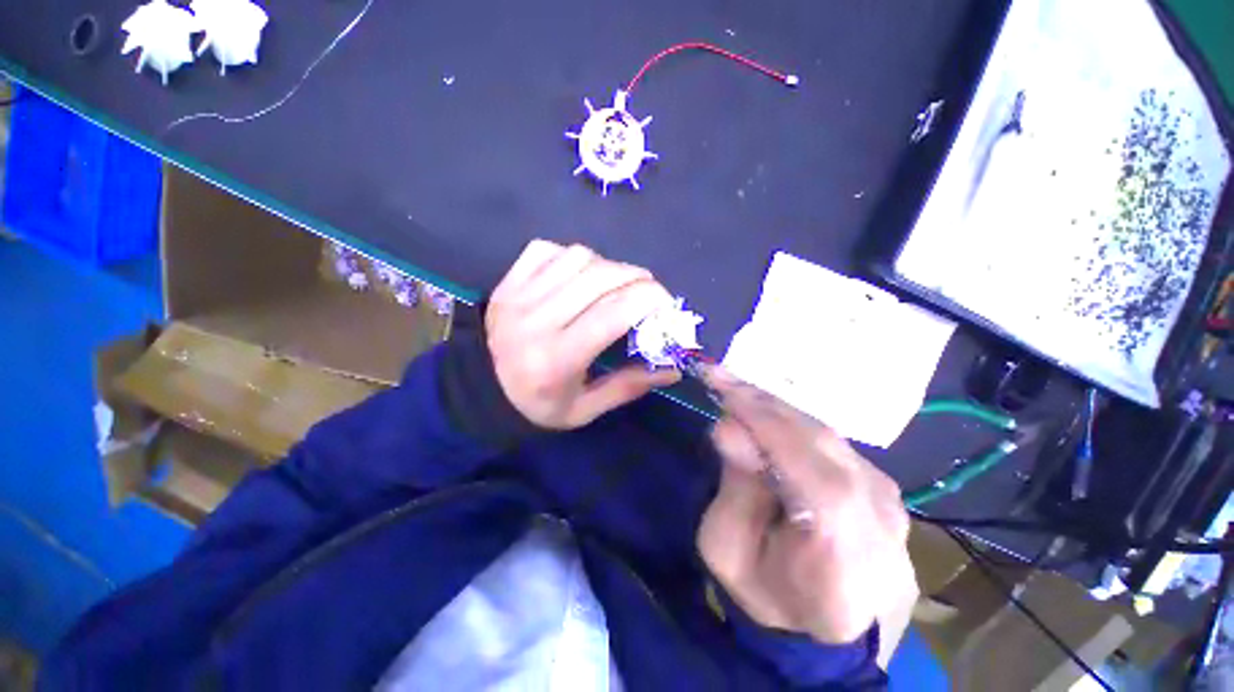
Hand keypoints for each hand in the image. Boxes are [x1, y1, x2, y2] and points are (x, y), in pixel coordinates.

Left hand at [487, 240, 680, 429]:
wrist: (477, 392)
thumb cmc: (535, 406)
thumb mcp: (583, 410)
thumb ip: (627, 387)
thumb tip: (673, 367)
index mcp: (557, 358)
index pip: (613, 312)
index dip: (650, 299)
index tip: (667, 305)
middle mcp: (537, 319)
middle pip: (600, 276)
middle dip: (637, 278)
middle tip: (648, 292)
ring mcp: (518, 295)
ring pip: (577, 256)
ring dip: (607, 266)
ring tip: (613, 285)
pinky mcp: (507, 282)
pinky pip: (546, 249)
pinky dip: (571, 256)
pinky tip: (578, 275)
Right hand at [697, 369, 917, 647]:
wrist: (833, 631)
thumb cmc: (771, 596)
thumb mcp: (729, 552)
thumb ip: (734, 490)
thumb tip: (730, 427)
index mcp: (844, 556)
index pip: (813, 472)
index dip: (765, 423)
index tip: (721, 386)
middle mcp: (881, 520)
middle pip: (820, 441)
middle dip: (762, 403)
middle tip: (722, 378)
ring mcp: (889, 500)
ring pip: (824, 433)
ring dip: (775, 408)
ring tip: (737, 390)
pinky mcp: (883, 486)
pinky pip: (831, 441)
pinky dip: (792, 422)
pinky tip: (765, 414)